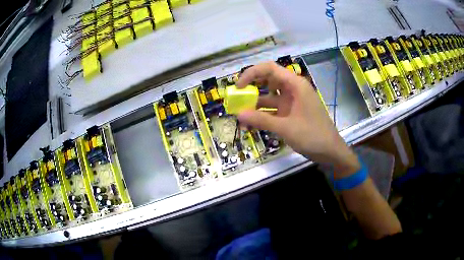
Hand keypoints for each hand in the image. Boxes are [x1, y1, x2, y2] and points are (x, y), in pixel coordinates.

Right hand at [236, 62, 358, 174]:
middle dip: (252, 86)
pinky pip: (274, 109)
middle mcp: (293, 89)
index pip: (270, 69)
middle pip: (269, 80)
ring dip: (256, 103)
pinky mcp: (292, 112)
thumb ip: (261, 120)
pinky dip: (263, 114)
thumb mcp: (286, 128)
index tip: (239, 87)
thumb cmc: (312, 136)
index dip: (252, 73)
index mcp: (295, 85)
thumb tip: (238, 114)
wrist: (330, 151)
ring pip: (270, 96)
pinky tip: (252, 122)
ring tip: (241, 113)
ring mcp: (293, 101)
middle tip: (238, 97)